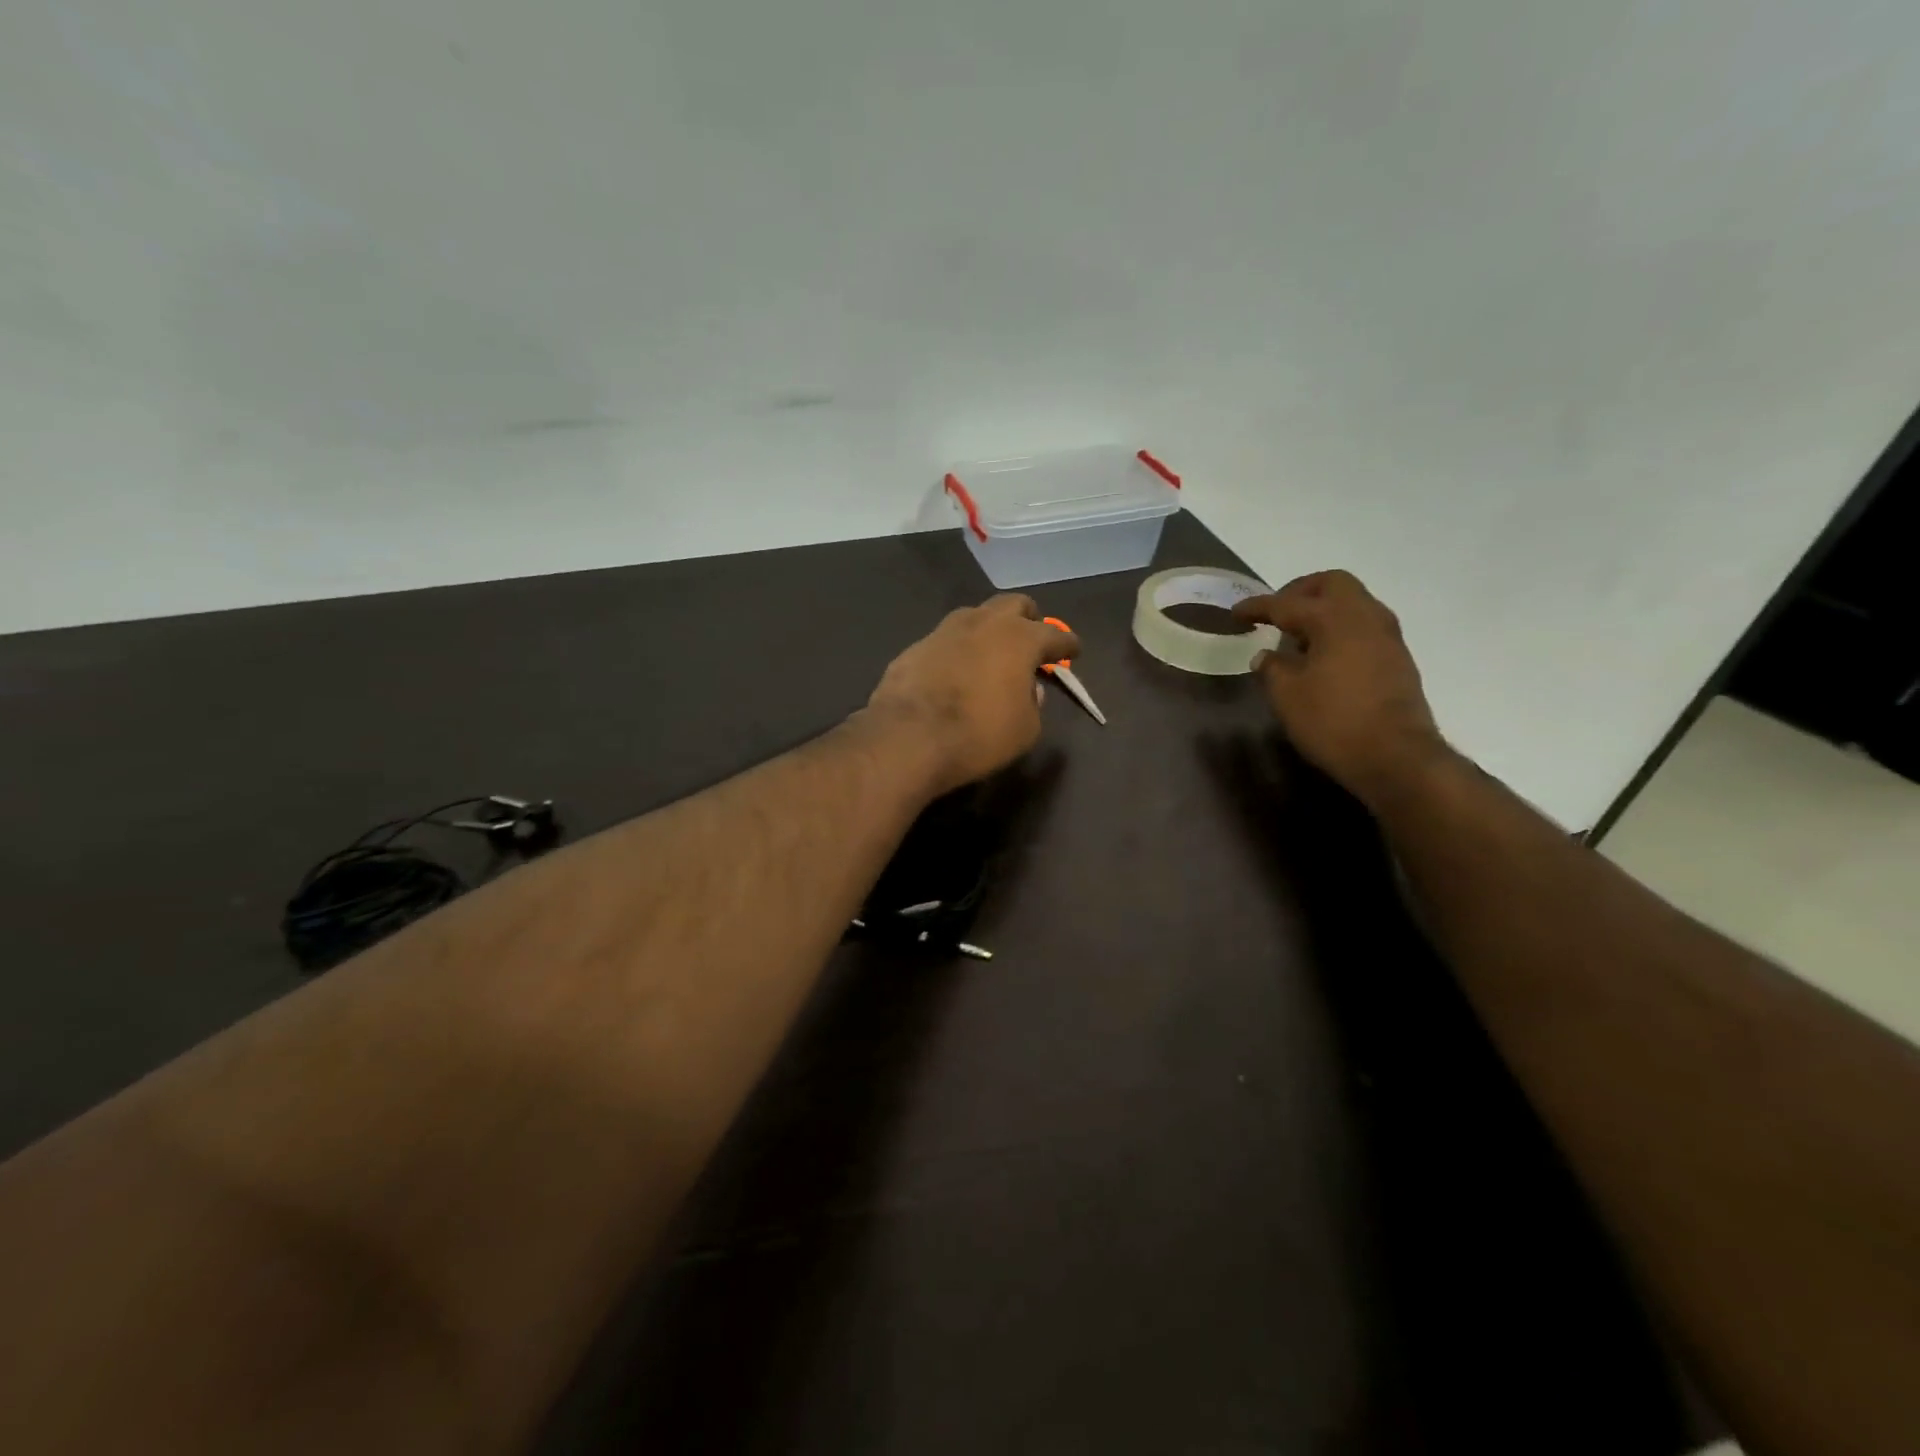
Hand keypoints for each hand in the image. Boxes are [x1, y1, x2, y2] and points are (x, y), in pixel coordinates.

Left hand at [865, 594, 1079, 794]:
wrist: (908, 738)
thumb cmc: (979, 735)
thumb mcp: (1025, 729)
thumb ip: (1033, 704)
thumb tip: (1027, 689)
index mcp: (1020, 638)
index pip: (1054, 634)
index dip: (1066, 644)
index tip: (1072, 651)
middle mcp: (984, 623)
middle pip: (1014, 605)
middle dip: (1028, 619)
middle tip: (1031, 640)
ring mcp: (945, 630)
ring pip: (976, 616)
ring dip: (989, 630)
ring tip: (991, 654)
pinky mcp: (916, 646)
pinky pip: (946, 640)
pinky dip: (958, 650)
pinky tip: (955, 671)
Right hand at [1232, 570, 1448, 806]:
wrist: (1396, 756)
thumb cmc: (1333, 721)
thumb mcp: (1287, 696)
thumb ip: (1272, 668)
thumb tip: (1267, 656)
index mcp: (1333, 618)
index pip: (1286, 604)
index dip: (1257, 607)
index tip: (1235, 613)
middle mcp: (1365, 616)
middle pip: (1332, 584)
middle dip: (1300, 592)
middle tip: (1276, 613)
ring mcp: (1387, 637)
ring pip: (1353, 603)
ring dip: (1324, 610)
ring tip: (1298, 637)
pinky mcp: (1398, 659)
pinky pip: (1364, 627)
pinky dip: (1340, 630)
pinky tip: (1323, 657)